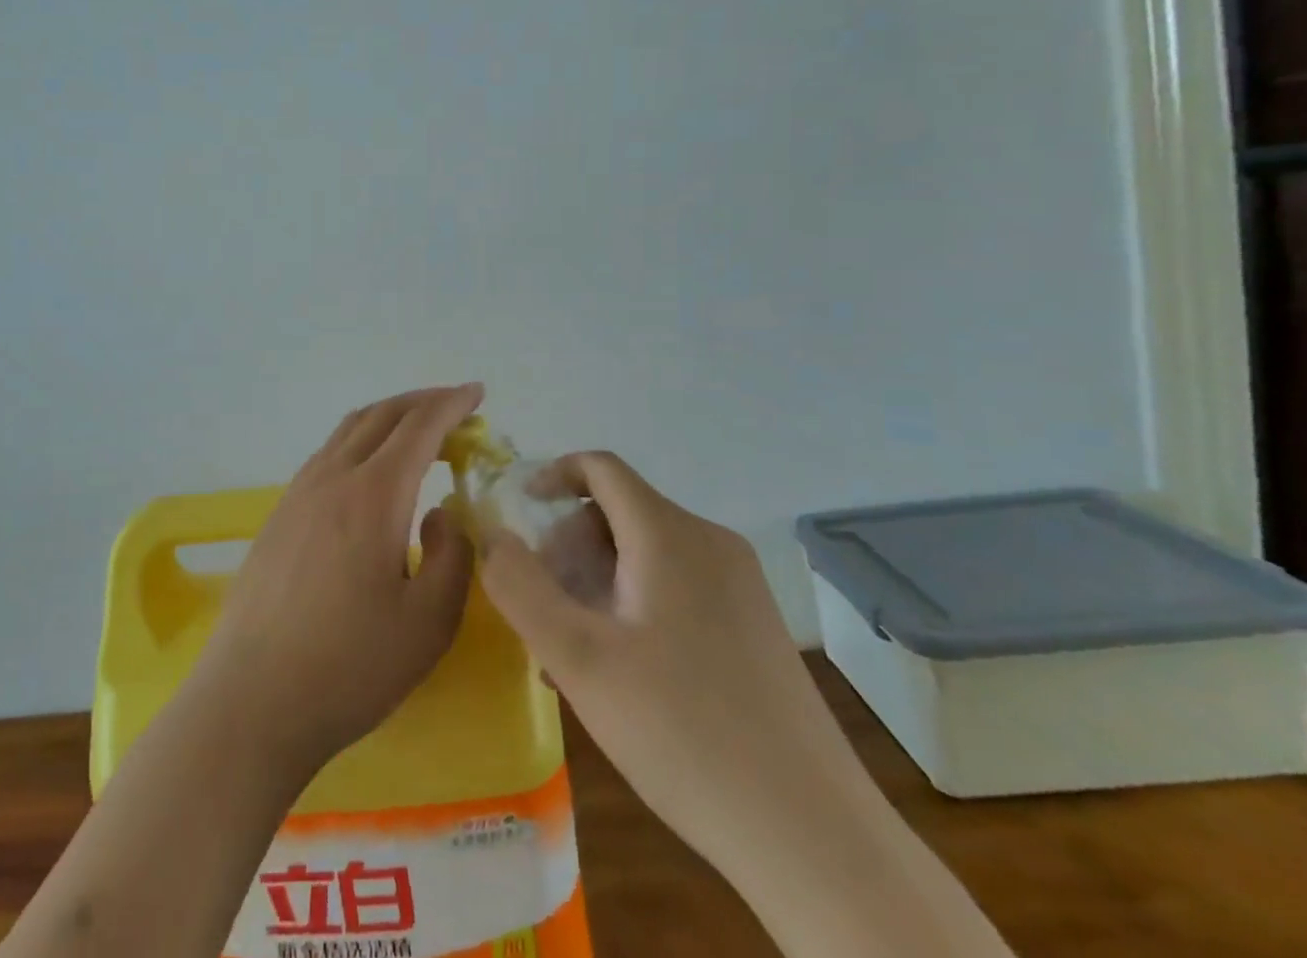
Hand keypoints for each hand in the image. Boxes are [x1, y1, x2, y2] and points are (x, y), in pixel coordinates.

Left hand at [191, 383, 482, 779]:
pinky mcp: (279, 515)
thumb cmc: (349, 667)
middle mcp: (332, 477)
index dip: (452, 404)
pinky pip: (327, 455)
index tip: (478, 393)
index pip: (419, 426)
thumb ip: (452, 556)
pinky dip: (360, 441)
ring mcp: (298, 493)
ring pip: (348, 430)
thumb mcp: (429, 622)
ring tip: (418, 432)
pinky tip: (371, 472)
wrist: (252, 700)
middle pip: (381, 415)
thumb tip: (441, 512)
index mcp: (373, 494)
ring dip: (388, 418)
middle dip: (422, 401)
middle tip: (455, 407)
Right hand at [480, 452, 877, 879]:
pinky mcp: (754, 625)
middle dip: (568, 550)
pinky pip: (675, 587)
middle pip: (618, 514)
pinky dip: (633, 606)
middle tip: (544, 616)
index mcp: (669, 534)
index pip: (601, 468)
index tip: (519, 514)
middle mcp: (709, 542)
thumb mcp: (579, 659)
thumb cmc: (683, 733)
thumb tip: (491, 533)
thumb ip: (520, 586)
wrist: (814, 838)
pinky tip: (621, 675)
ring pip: (644, 555)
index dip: (552, 476)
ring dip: (596, 585)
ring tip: (575, 658)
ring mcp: (739, 585)